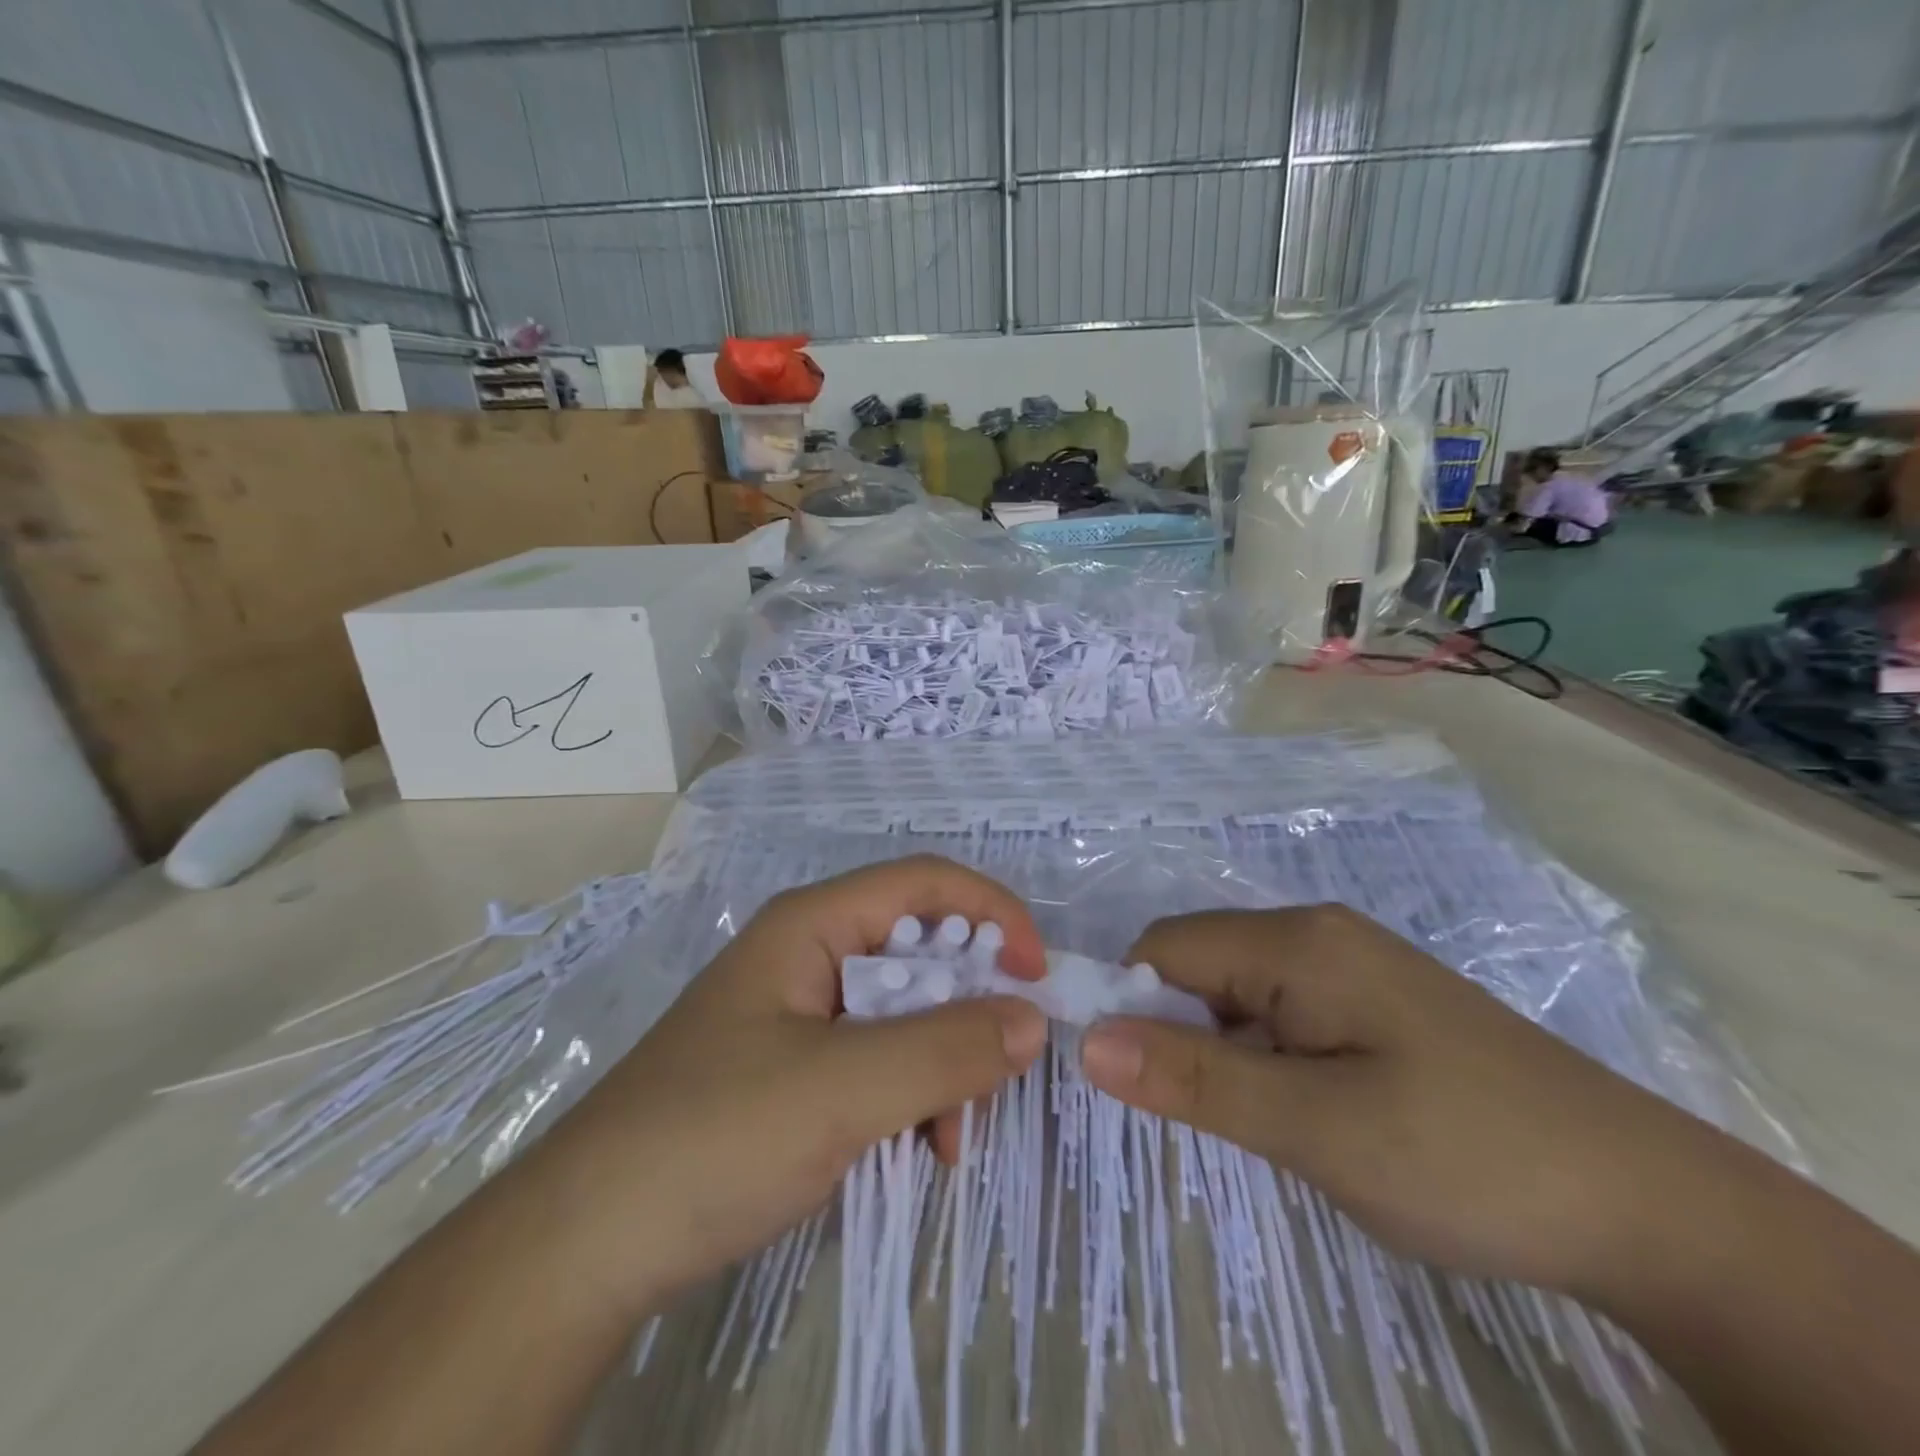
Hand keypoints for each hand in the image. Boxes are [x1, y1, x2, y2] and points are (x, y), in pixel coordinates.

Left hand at [526, 855, 1048, 1316]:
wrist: (587, 1244)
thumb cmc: (716, 1136)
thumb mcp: (843, 1089)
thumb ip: (945, 1049)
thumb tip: (1032, 1020)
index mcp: (813, 924)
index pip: (925, 883)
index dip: (992, 913)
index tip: (1037, 977)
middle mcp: (811, 953)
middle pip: (921, 948)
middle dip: (970, 1004)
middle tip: (999, 1069)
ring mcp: (802, 1012)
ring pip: (907, 1010)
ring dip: (944, 1062)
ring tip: (949, 1138)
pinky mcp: (797, 1067)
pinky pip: (879, 1058)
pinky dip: (913, 1095)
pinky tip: (920, 1149)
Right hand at [1078, 905, 1713, 1295]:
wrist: (1652, 1207)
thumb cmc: (1467, 1156)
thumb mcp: (1315, 1128)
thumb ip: (1195, 1079)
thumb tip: (1087, 1042)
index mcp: (1297, 942)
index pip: (1166, 948)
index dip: (1132, 1005)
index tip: (1135, 1084)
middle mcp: (1318, 934)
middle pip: (1202, 965)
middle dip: (1184, 1033)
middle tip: (1221, 1118)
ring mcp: (1353, 966)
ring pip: (1242, 995)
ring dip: (1229, 1053)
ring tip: (1277, 1125)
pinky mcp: (1377, 1004)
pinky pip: (1286, 1014)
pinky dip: (1270, 1059)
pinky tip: (1316, 1113)